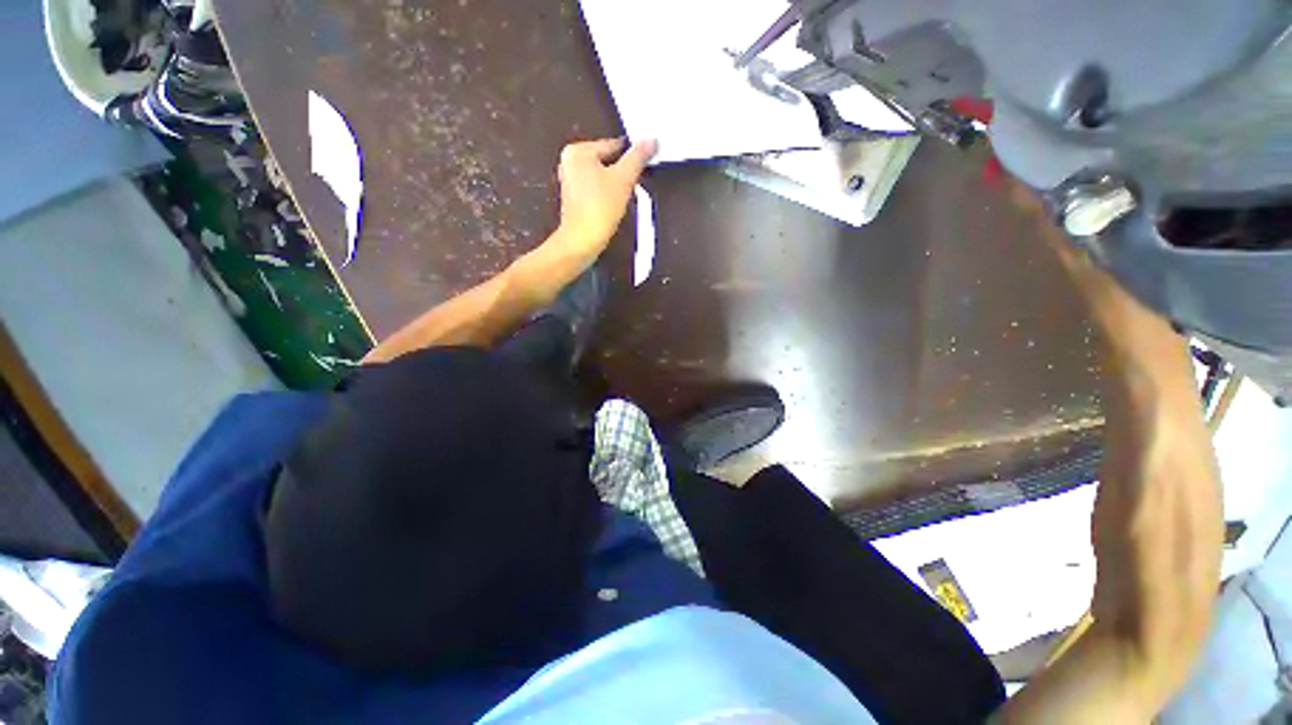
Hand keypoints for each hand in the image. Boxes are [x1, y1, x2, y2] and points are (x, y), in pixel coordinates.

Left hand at [553, 137, 657, 259]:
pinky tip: (613, 206)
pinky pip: (595, 190)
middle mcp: (569, 162)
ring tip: (625, 196)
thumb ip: (637, 158)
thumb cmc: (600, 207)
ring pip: (602, 176)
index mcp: (578, 151)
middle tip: (636, 184)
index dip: (631, 156)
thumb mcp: (623, 179)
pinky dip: (606, 195)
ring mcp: (569, 182)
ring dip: (616, 185)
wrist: (582, 241)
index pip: (613, 145)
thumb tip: (651, 140)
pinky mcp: (573, 200)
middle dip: (622, 172)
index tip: (646, 164)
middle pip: (607, 161)